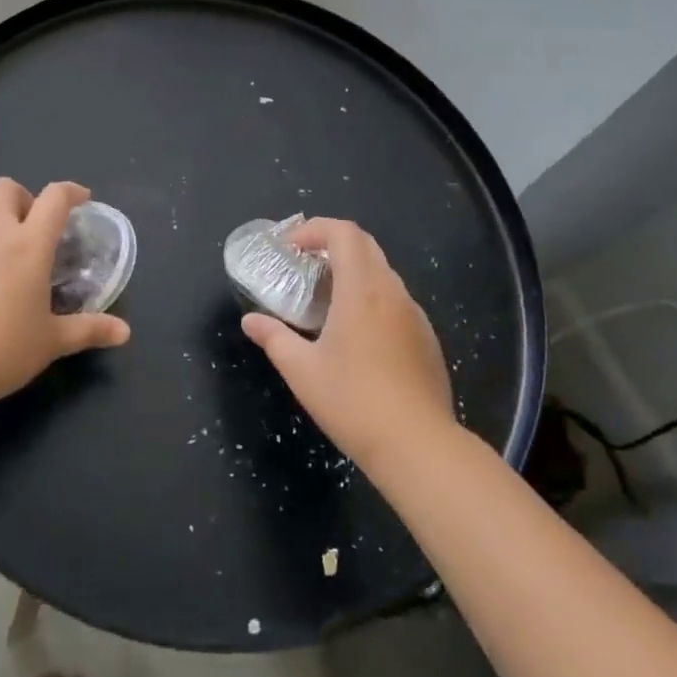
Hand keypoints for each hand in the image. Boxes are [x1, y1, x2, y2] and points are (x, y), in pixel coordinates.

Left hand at [0, 179, 130, 407]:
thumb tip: (125, 333)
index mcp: (28, 246)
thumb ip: (89, 330)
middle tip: (35, 230)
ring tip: (6, 280)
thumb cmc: (1, 351)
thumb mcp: (51, 342)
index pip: (54, 198)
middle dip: (23, 197)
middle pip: (5, 189)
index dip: (71, 192)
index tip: (82, 200)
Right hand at [241, 218, 454, 470]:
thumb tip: (249, 321)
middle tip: (304, 265)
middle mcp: (391, 292)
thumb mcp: (302, 371)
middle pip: (365, 245)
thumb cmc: (354, 402)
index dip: (315, 229)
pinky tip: (357, 334)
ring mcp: (414, 315)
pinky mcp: (427, 338)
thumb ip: (274, 338)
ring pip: (383, 272)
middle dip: (332, 244)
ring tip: (326, 299)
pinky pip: (396, 300)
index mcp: (361, 290)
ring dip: (353, 271)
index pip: (344, 233)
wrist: (419, 447)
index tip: (291, 247)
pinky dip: (372, 296)